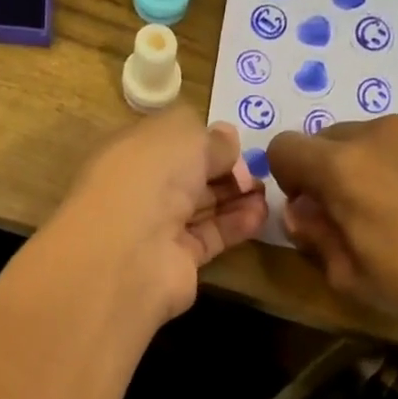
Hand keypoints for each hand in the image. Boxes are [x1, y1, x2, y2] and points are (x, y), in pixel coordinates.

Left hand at [42, 111, 268, 325]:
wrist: (132, 253)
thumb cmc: (149, 178)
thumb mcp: (183, 136)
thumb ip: (209, 137)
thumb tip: (228, 140)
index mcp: (130, 153)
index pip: (169, 143)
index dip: (202, 140)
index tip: (235, 141)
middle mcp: (141, 191)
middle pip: (188, 177)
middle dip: (223, 170)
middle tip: (258, 168)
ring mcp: (158, 230)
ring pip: (201, 208)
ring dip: (235, 198)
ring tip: (267, 191)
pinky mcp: (178, 262)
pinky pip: (210, 238)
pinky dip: (235, 226)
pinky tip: (260, 214)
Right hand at [266, 115, 397, 326]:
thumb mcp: (348, 275)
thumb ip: (313, 235)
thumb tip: (299, 211)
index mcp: (341, 168)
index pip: (284, 148)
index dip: (286, 179)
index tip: (309, 209)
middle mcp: (375, 132)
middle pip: (325, 139)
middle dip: (324, 173)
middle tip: (349, 215)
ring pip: (366, 138)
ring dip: (363, 166)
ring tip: (392, 208)